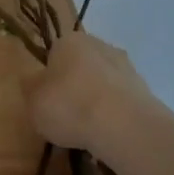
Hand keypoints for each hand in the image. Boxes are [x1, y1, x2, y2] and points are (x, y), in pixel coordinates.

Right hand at [21, 30, 155, 153]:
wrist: (122, 125)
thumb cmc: (69, 106)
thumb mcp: (32, 99)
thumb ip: (30, 86)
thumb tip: (32, 80)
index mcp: (70, 40)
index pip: (54, 54)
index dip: (48, 78)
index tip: (47, 100)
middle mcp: (100, 45)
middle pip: (80, 66)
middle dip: (74, 86)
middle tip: (65, 116)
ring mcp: (126, 66)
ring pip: (102, 83)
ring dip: (96, 100)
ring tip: (88, 130)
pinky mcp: (144, 89)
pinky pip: (120, 101)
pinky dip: (113, 114)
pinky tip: (107, 134)